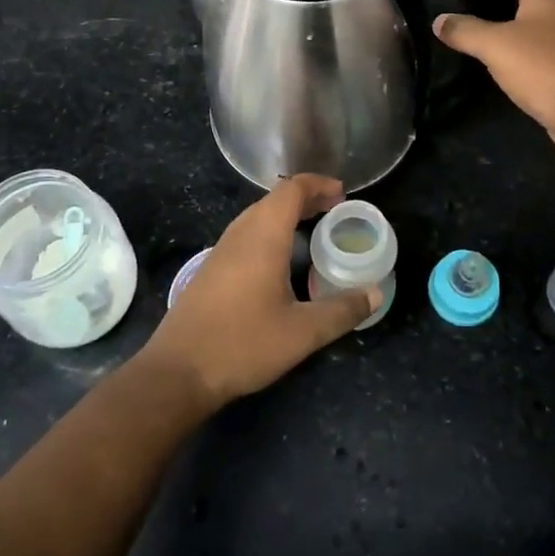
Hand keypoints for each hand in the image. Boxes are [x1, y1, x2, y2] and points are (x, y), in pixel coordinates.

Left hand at [141, 174, 376, 409]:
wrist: (178, 371)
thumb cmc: (243, 344)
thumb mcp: (302, 333)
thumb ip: (342, 311)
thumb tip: (376, 293)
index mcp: (263, 236)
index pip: (291, 189)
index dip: (318, 184)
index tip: (342, 194)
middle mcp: (240, 233)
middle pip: (274, 199)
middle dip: (306, 197)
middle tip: (334, 210)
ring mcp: (221, 250)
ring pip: (257, 216)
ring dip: (286, 214)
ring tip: (313, 229)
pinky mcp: (211, 268)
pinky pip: (246, 234)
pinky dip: (270, 231)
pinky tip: (281, 260)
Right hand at [433, 0, 554, 145]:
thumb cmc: (543, 67)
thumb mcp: (495, 46)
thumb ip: (464, 30)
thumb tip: (439, 20)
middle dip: (488, 5)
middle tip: (455, 16)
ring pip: (528, 24)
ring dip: (502, 31)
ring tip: (469, 38)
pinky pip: (538, 48)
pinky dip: (518, 52)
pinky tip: (497, 63)